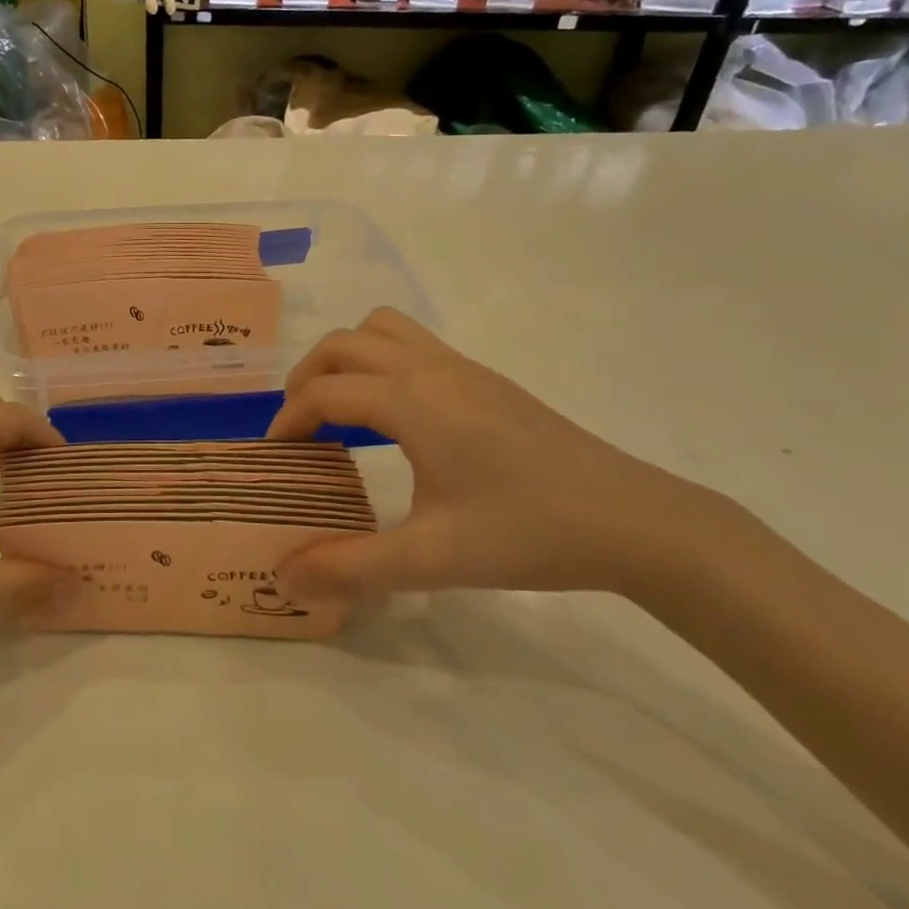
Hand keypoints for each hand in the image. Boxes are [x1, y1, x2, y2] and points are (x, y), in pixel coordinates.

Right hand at [267, 309, 731, 603]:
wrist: (632, 520)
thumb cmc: (528, 532)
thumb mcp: (433, 559)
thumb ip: (351, 567)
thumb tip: (283, 578)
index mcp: (411, 400)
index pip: (324, 393)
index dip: (289, 420)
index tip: (276, 456)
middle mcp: (431, 368)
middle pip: (344, 344)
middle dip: (308, 377)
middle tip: (300, 427)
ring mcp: (464, 367)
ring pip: (383, 329)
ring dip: (348, 357)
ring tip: (342, 408)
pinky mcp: (488, 379)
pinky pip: (415, 345)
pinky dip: (383, 362)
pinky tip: (399, 418)